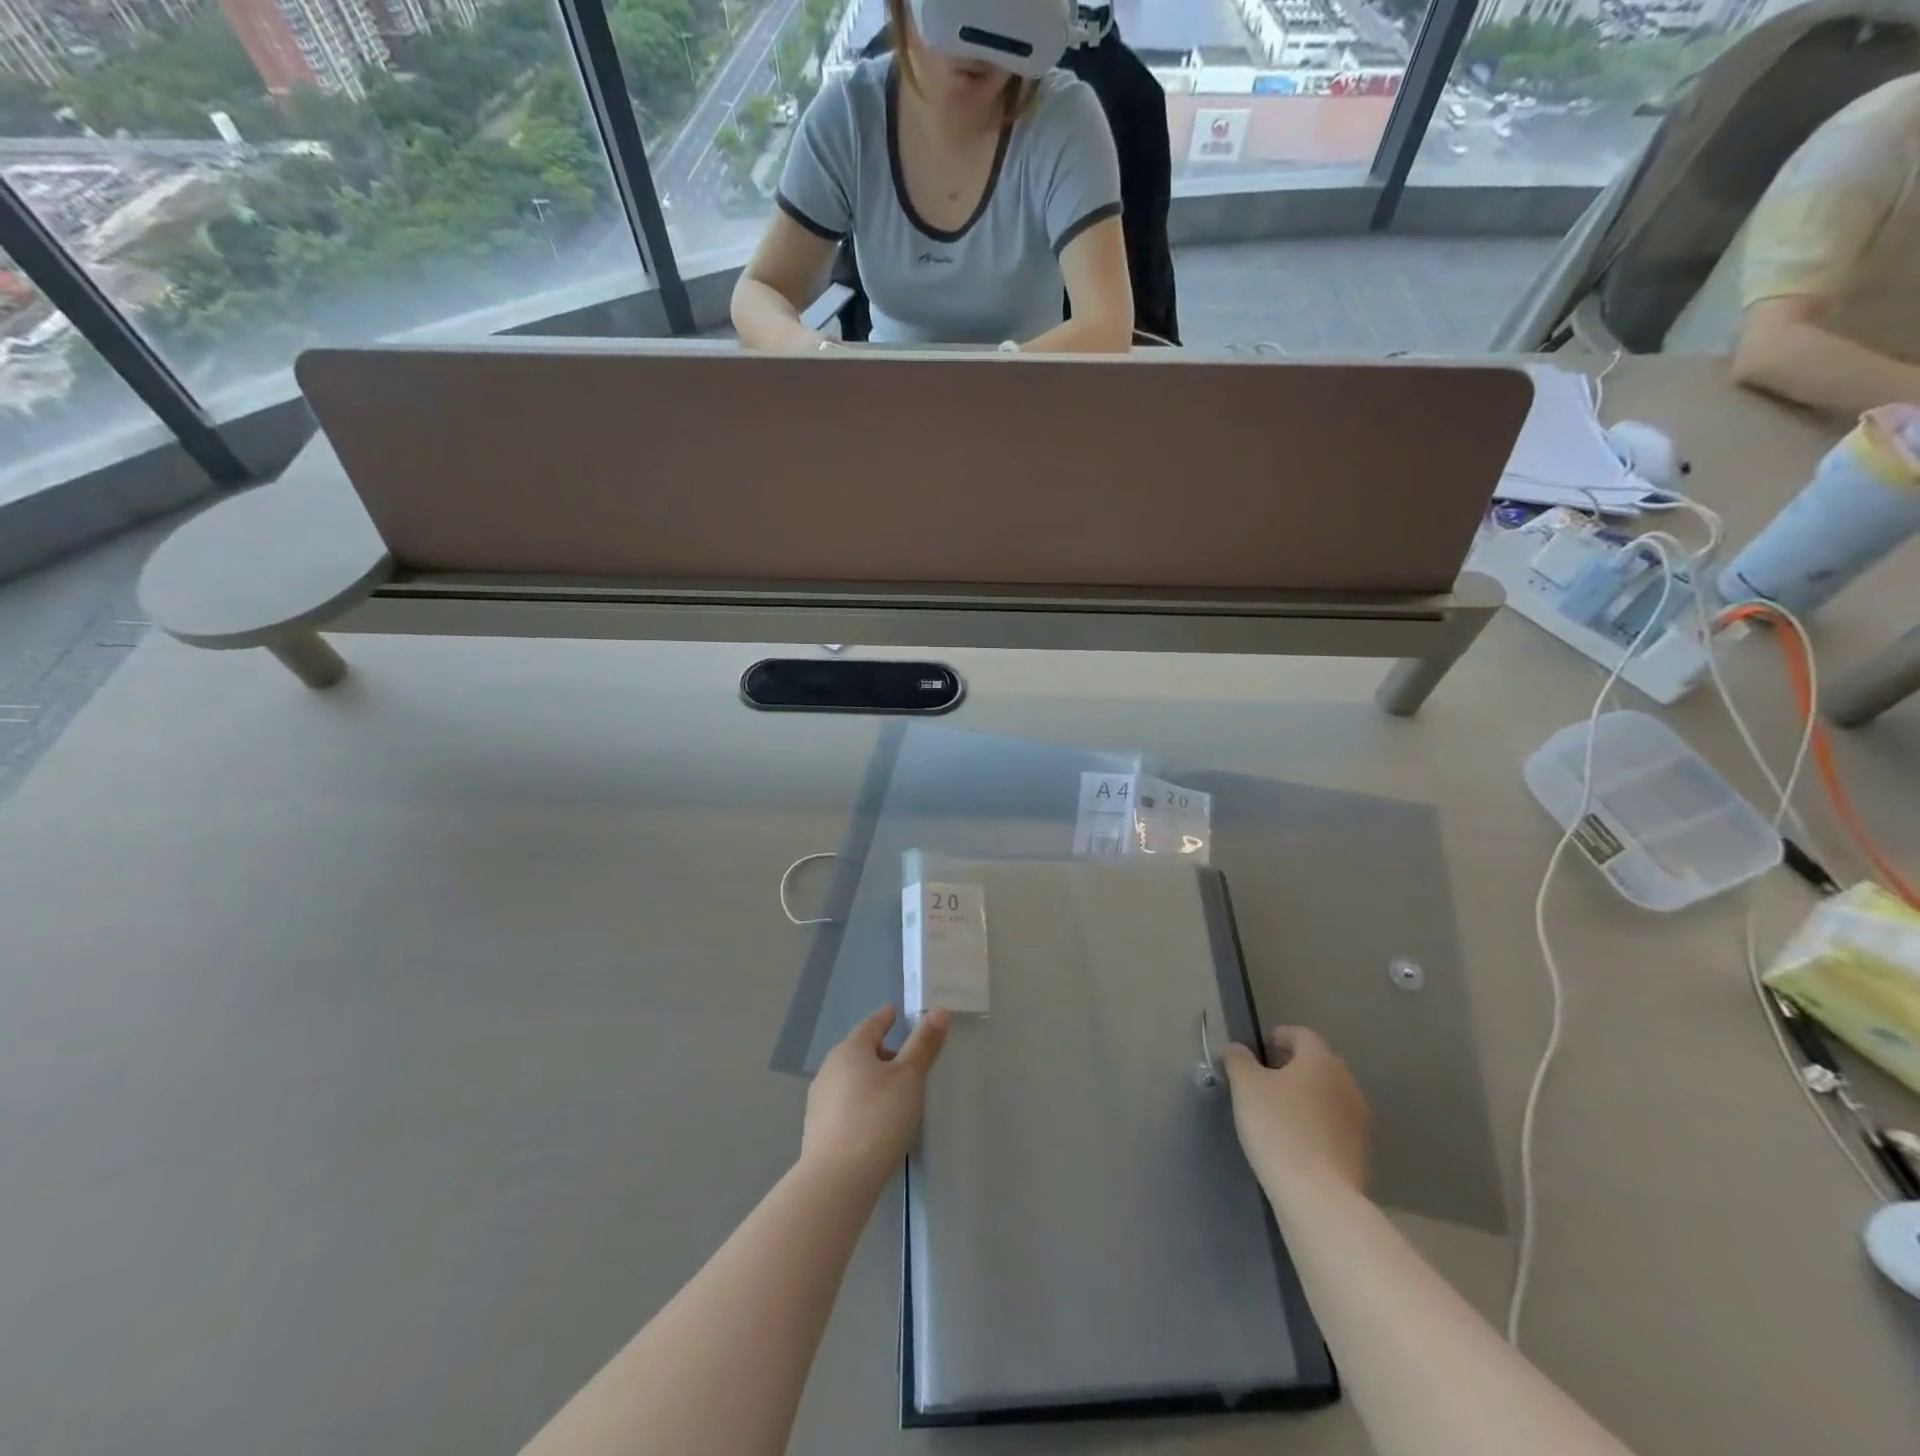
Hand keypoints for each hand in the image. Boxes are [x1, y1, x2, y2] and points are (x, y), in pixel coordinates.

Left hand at [802, 1005, 948, 1187]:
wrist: (836, 1181)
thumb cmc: (877, 1119)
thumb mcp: (908, 1079)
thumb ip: (923, 1044)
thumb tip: (939, 1010)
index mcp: (851, 1049)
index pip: (872, 1024)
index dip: (887, 1018)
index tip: (896, 1013)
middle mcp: (830, 1068)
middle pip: (861, 1051)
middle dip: (883, 1052)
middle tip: (908, 1061)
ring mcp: (820, 1099)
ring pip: (852, 1078)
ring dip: (872, 1080)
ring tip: (895, 1094)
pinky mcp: (817, 1128)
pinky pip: (845, 1103)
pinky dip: (862, 1102)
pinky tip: (875, 1121)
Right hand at [1223, 1026, 1369, 1195]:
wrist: (1318, 1196)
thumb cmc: (1278, 1128)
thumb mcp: (1245, 1086)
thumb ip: (1239, 1060)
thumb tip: (1238, 1049)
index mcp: (1321, 1061)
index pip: (1302, 1035)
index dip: (1280, 1036)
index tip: (1259, 1050)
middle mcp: (1347, 1084)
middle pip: (1318, 1064)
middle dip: (1293, 1067)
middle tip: (1265, 1080)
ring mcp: (1359, 1120)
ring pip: (1328, 1095)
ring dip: (1306, 1097)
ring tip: (1278, 1112)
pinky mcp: (1361, 1152)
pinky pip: (1334, 1125)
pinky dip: (1316, 1124)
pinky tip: (1296, 1141)